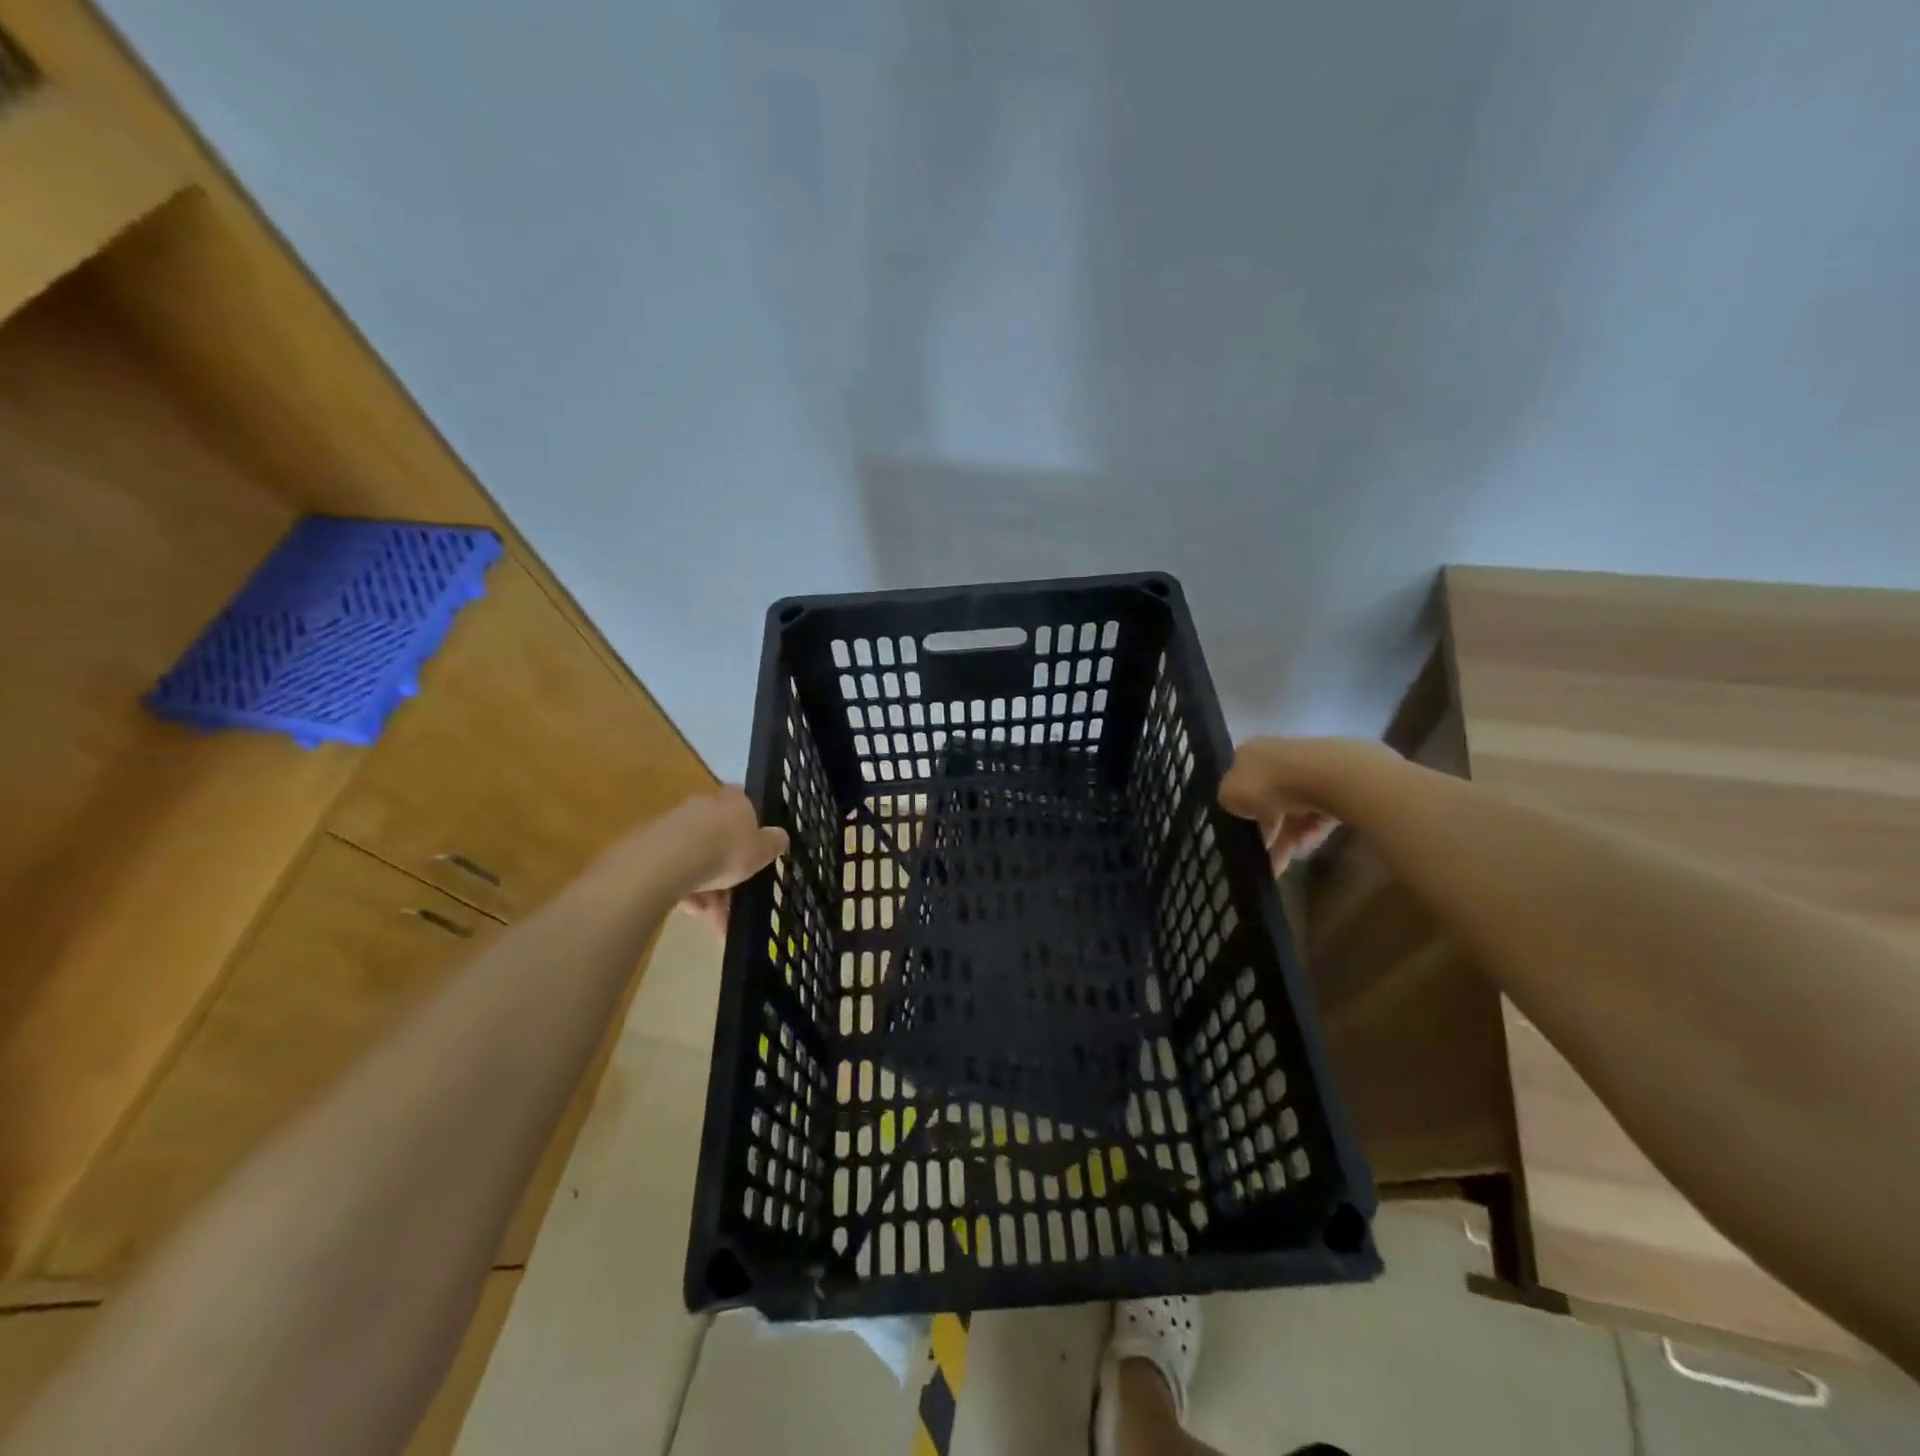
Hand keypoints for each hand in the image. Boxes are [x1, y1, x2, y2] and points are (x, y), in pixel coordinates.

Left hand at [593, 786, 786, 919]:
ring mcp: (673, 825)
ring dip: (707, 886)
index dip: (750, 826)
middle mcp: (703, 806)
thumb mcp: (762, 851)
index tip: (754, 851)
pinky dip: (685, 890)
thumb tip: (780, 837)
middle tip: (735, 896)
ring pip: (697, 857)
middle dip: (727, 867)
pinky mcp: (649, 846)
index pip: (744, 804)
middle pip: (719, 836)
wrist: (667, 861)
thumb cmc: (725, 850)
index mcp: (733, 801)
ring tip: (713, 917)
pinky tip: (691, 912)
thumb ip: (773, 843)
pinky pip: (675, 870)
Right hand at [1217, 738, 1359, 875]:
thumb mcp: (1229, 795)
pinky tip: (1303, 848)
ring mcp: (1307, 768)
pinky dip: (1308, 831)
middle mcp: (1276, 756)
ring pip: (1292, 807)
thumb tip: (1236, 805)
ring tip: (1282, 864)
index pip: (1239, 781)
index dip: (1239, 808)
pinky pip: (1316, 811)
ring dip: (1285, 837)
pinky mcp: (1334, 784)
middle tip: (1264, 857)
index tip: (1242, 833)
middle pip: (1268, 797)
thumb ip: (1227, 800)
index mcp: (1248, 753)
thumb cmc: (1267, 784)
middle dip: (1266, 829)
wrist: (1322, 777)